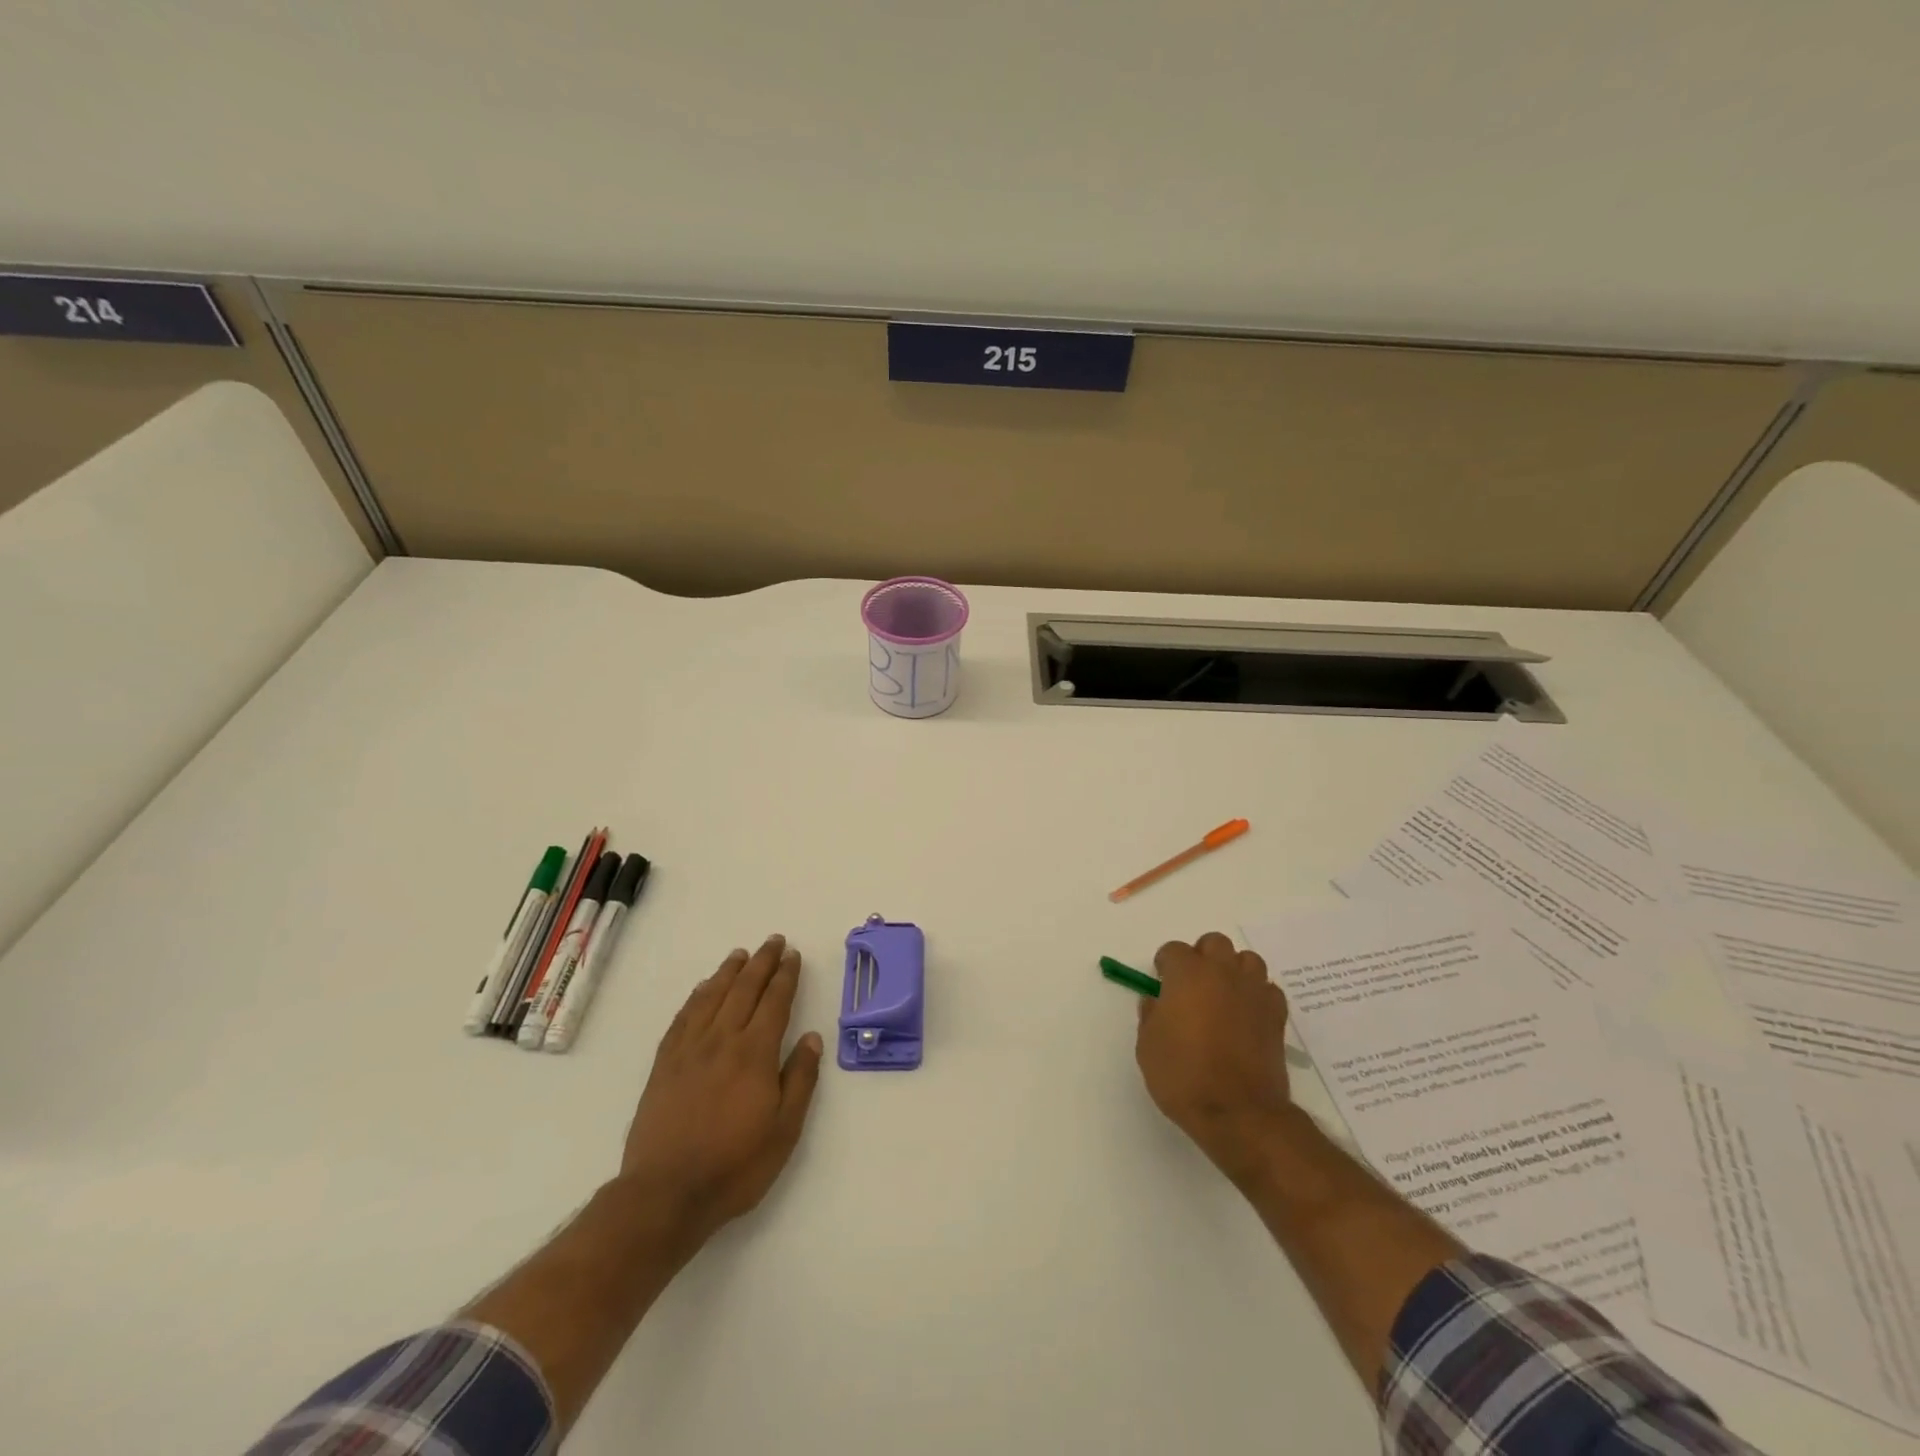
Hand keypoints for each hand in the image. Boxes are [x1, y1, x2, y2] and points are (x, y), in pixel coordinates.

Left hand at [619, 935, 824, 1239]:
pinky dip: (697, 996)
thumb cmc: (734, 1166)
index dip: (785, 976)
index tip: (792, 955)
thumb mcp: (784, 1130)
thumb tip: (813, 1037)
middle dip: (762, 962)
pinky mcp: (664, 1063)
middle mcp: (722, 1040)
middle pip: (744, 989)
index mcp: (755, 1054)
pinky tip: (703, 988)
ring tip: (740, 954)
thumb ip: (800, 1080)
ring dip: (729, 971)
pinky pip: (683, 1017)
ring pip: (712, 996)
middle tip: (773, 940)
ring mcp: (689, 1049)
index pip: (775, 1002)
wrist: (665, 1194)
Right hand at [1135, 932, 1291, 1179]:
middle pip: (1214, 943)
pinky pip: (1267, 989)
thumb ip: (1150, 1015)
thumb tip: (1156, 1001)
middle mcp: (1222, 972)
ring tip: (1224, 995)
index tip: (1162, 984)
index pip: (1173, 950)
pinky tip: (1247, 1015)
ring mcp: (1253, 991)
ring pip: (1247, 960)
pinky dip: (1257, 995)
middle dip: (1202, 957)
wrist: (1238, 1113)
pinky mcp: (1276, 1014)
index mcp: (1187, 974)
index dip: (1165, 965)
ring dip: (1233, 970)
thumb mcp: (1147, 1046)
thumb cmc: (1183, 1076)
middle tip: (1193, 985)